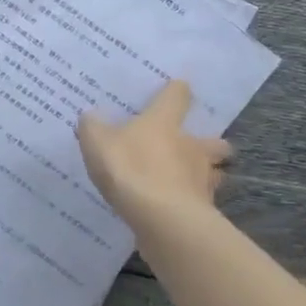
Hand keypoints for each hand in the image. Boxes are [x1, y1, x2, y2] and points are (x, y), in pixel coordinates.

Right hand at [76, 81, 231, 229]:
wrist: (160, 217)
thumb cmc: (129, 168)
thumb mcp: (96, 143)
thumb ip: (92, 127)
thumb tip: (91, 116)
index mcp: (164, 122)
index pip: (177, 96)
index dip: (177, 91)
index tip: (178, 88)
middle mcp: (191, 146)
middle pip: (214, 141)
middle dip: (209, 143)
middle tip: (193, 147)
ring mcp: (202, 179)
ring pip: (215, 172)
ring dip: (207, 174)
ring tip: (189, 181)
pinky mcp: (204, 209)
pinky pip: (202, 201)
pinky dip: (193, 202)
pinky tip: (177, 208)